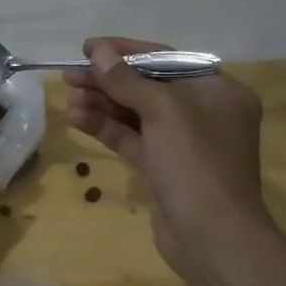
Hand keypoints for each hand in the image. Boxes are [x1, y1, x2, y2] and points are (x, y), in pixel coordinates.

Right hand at [63, 36, 269, 276]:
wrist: (211, 237)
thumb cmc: (197, 164)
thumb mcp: (164, 112)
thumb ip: (127, 80)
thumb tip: (97, 52)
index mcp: (218, 92)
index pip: (166, 60)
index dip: (125, 51)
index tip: (88, 48)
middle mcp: (203, 113)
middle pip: (147, 86)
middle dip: (108, 80)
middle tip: (69, 74)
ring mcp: (182, 143)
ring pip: (135, 114)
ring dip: (101, 104)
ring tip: (67, 97)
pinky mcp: (162, 167)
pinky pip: (131, 138)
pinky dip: (105, 127)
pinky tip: (76, 118)